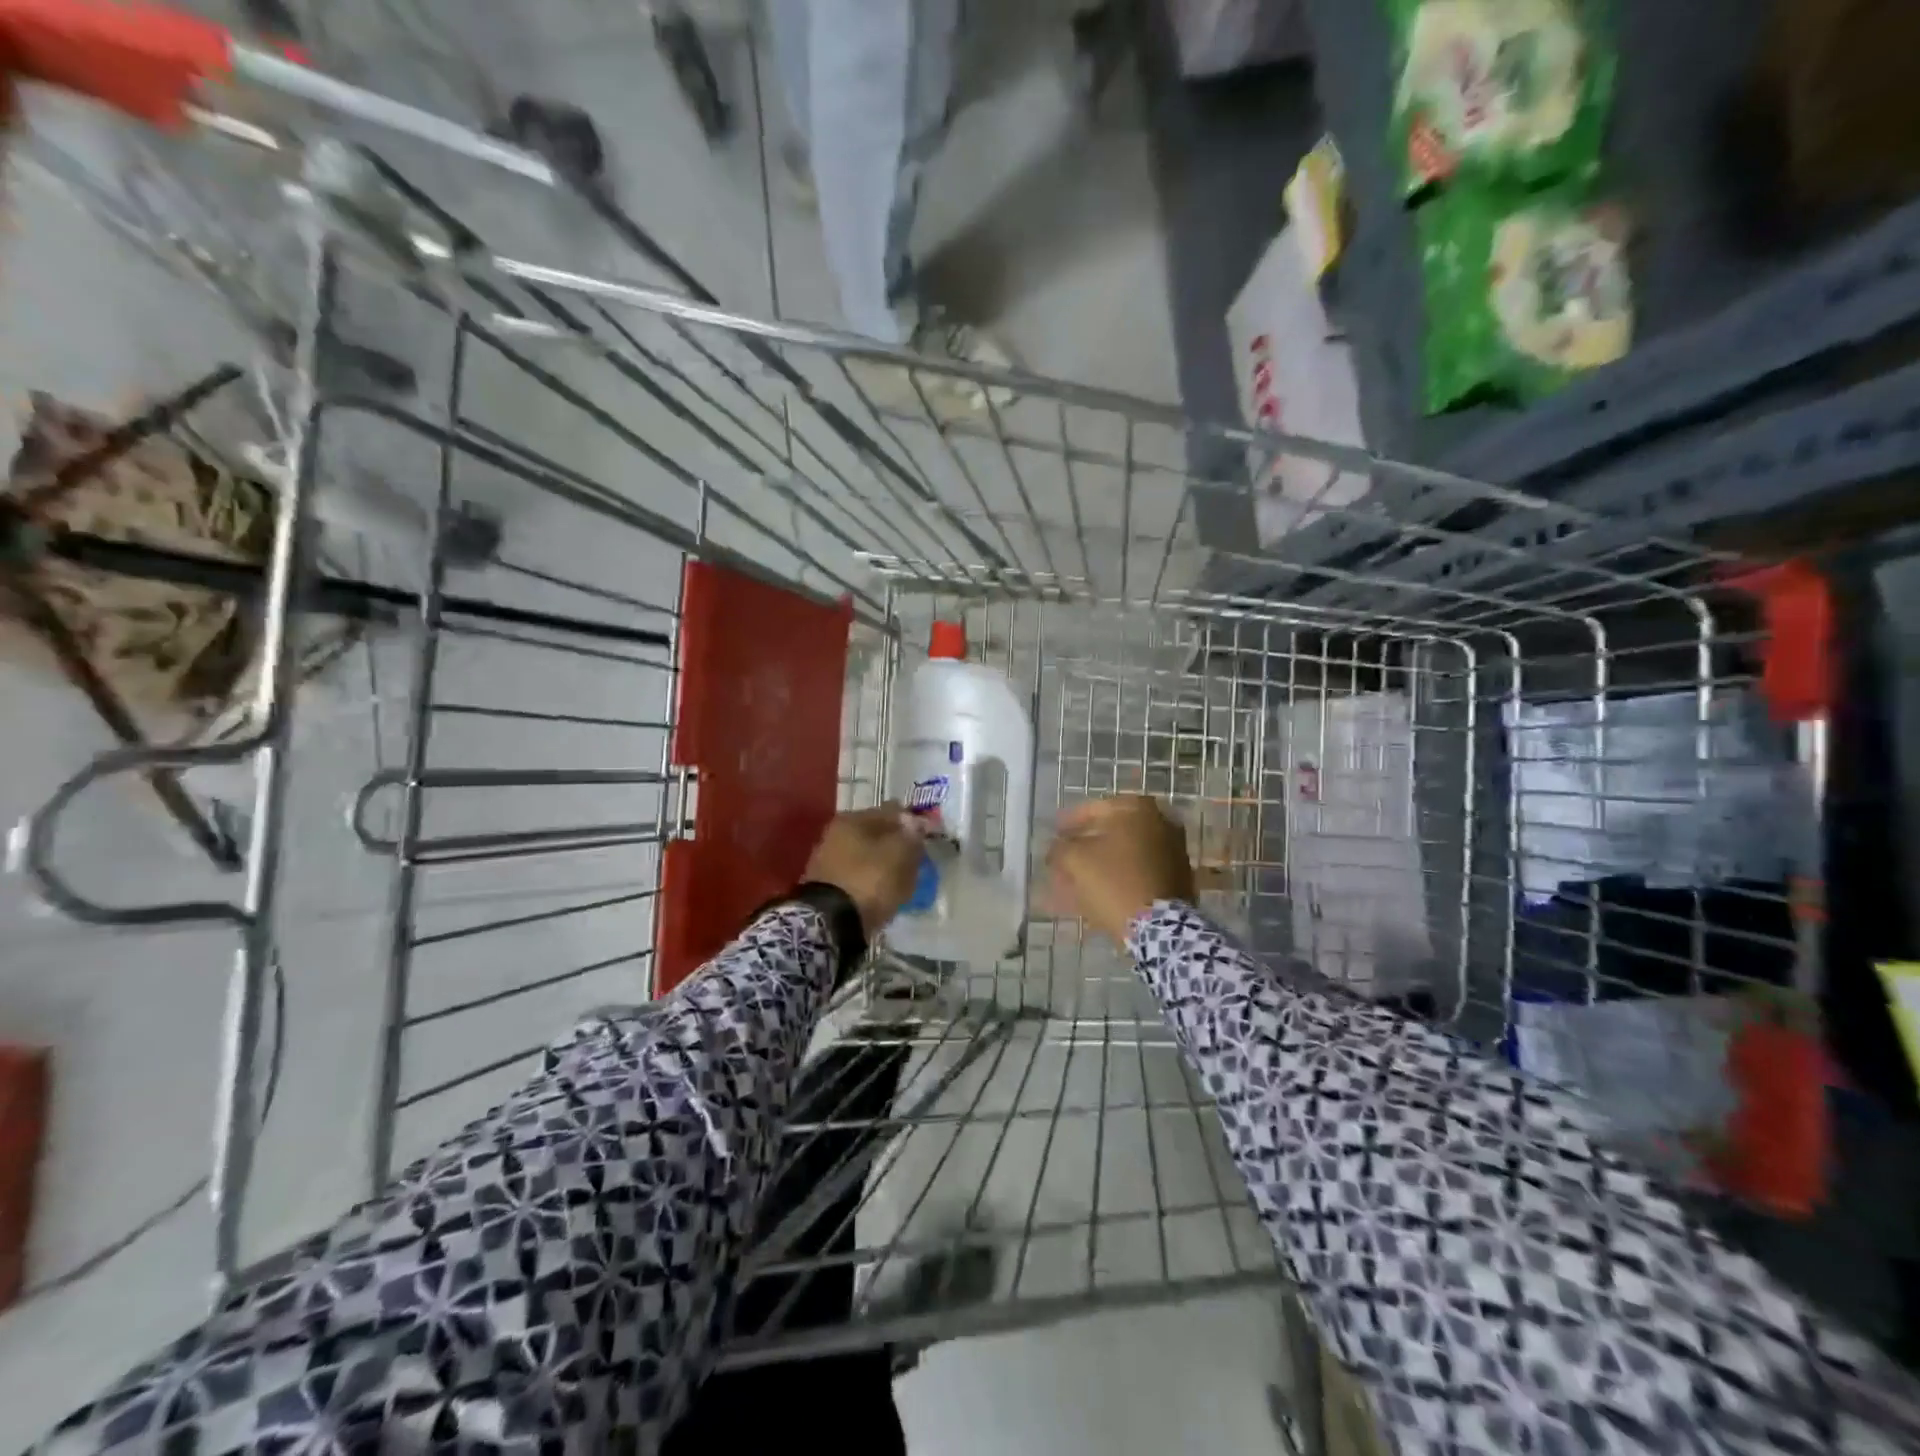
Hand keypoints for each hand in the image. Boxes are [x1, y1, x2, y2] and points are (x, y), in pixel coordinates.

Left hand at [805, 804, 930, 934]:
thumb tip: (915, 823)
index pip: (891, 811)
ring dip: (886, 865)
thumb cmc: (869, 879)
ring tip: (905, 881)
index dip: (912, 822)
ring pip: (868, 857)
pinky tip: (886, 894)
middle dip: (897, 845)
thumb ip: (911, 835)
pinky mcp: (828, 887)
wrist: (831, 923)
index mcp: (852, 819)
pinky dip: (874, 883)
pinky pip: (860, 878)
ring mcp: (829, 861)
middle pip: (877, 834)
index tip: (927, 838)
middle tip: (918, 860)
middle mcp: (836, 834)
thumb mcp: (900, 854)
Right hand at [1047, 795, 1194, 944]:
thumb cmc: (1114, 881)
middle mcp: (1161, 822)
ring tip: (1076, 881)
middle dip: (1085, 847)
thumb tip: (1057, 847)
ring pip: (1125, 855)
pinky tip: (1098, 894)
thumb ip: (1060, 847)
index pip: (1094, 809)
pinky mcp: (1178, 879)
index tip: (1054, 833)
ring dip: (1100, 865)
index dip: (1069, 822)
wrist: (1158, 926)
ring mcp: (1173, 851)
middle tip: (1065, 858)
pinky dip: (1118, 879)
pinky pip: (1138, 873)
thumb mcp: (1076, 860)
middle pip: (1112, 833)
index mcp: (1138, 809)